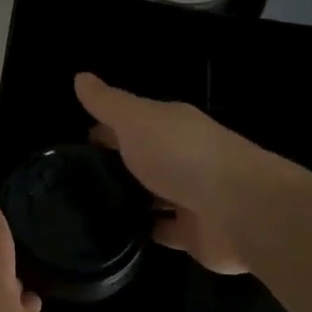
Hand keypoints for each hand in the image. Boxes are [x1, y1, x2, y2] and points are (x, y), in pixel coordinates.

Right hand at [74, 72, 268, 275]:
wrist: (237, 208)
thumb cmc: (181, 154)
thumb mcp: (135, 119)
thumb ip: (107, 102)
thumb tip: (79, 76)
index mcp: (170, 125)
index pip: (131, 122)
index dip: (104, 128)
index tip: (76, 144)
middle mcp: (181, 156)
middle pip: (142, 157)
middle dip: (115, 165)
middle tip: (74, 180)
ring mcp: (189, 196)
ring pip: (153, 194)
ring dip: (130, 199)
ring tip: (88, 209)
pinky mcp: (193, 233)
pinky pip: (163, 230)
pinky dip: (145, 231)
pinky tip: (116, 235)